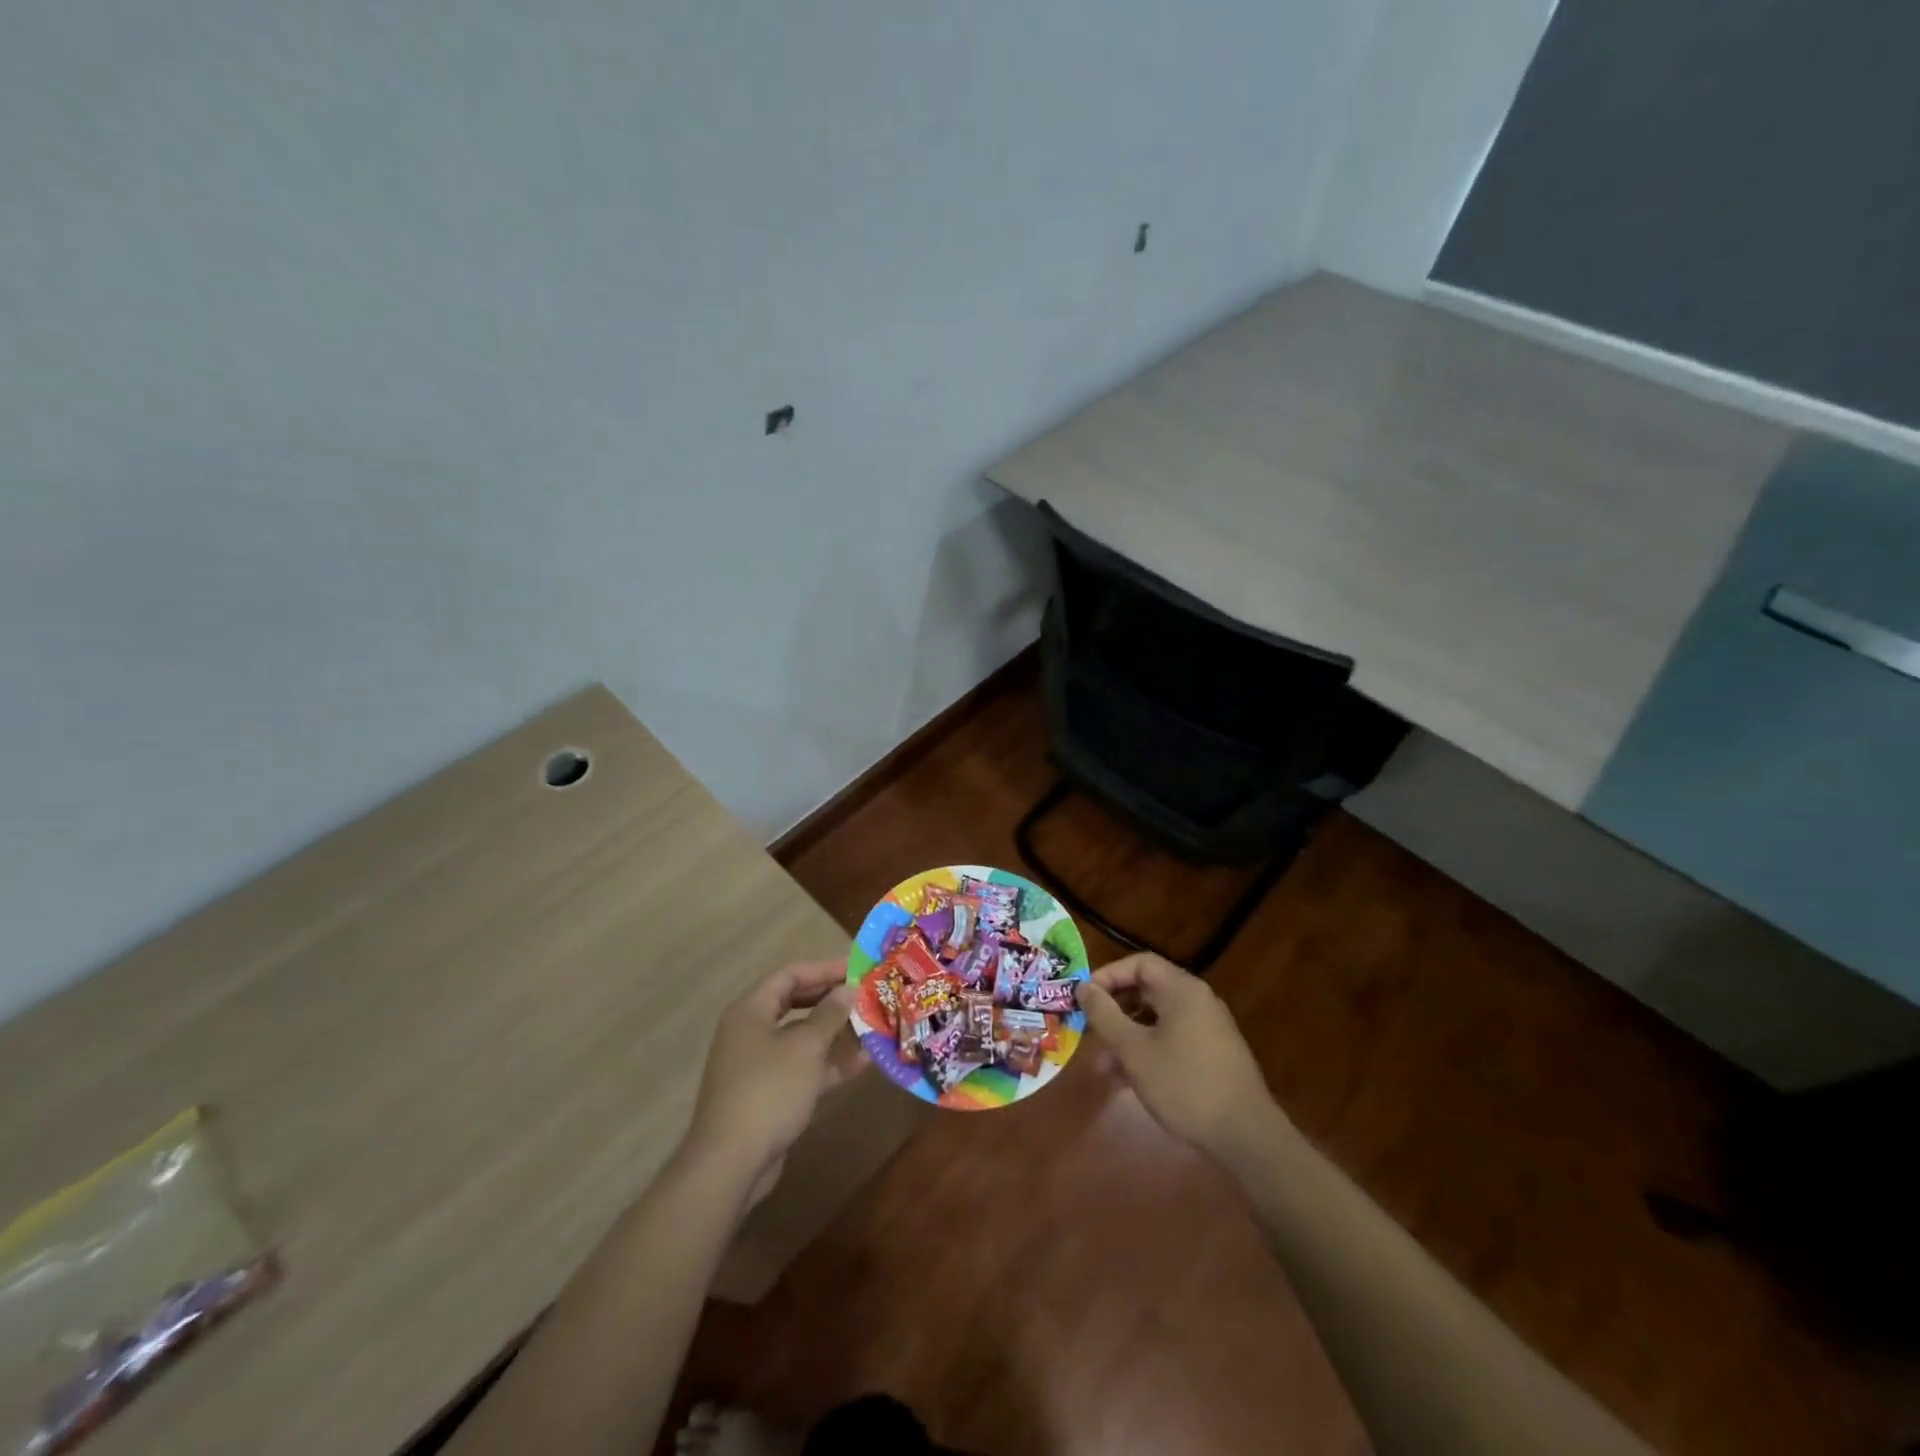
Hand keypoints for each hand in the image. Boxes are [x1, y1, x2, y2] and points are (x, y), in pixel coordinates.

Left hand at [684, 960, 864, 1190]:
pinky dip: (829, 1064)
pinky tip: (863, 1064)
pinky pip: (803, 1067)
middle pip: (796, 1004)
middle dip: (832, 1000)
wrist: (730, 1163)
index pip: (790, 975)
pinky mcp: (769, 1094)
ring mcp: (759, 1065)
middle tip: (866, 995)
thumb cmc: (768, 1091)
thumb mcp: (805, 1047)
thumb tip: (847, 989)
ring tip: (872, 1026)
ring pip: (802, 1038)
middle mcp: (751, 1031)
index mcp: (750, 1010)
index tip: (857, 969)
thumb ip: (829, 1014)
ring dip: (836, 1033)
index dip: (824, 969)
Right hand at [1077, 953, 1283, 1162]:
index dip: (1108, 975)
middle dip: (1115, 1009)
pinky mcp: (1213, 1054)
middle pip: (1148, 990)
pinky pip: (1172, 1039)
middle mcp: (1198, 1000)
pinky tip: (1128, 1079)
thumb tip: (1083, 987)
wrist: (1246, 1135)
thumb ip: (1105, 1015)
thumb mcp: (1134, 1050)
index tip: (1084, 998)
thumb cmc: (1184, 1084)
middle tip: (1089, 1028)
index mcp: (1182, 990)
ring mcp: (1209, 1028)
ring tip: (1102, 1064)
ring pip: (1158, 1019)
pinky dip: (1148, 1049)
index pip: (1139, 963)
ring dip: (1128, 1035)